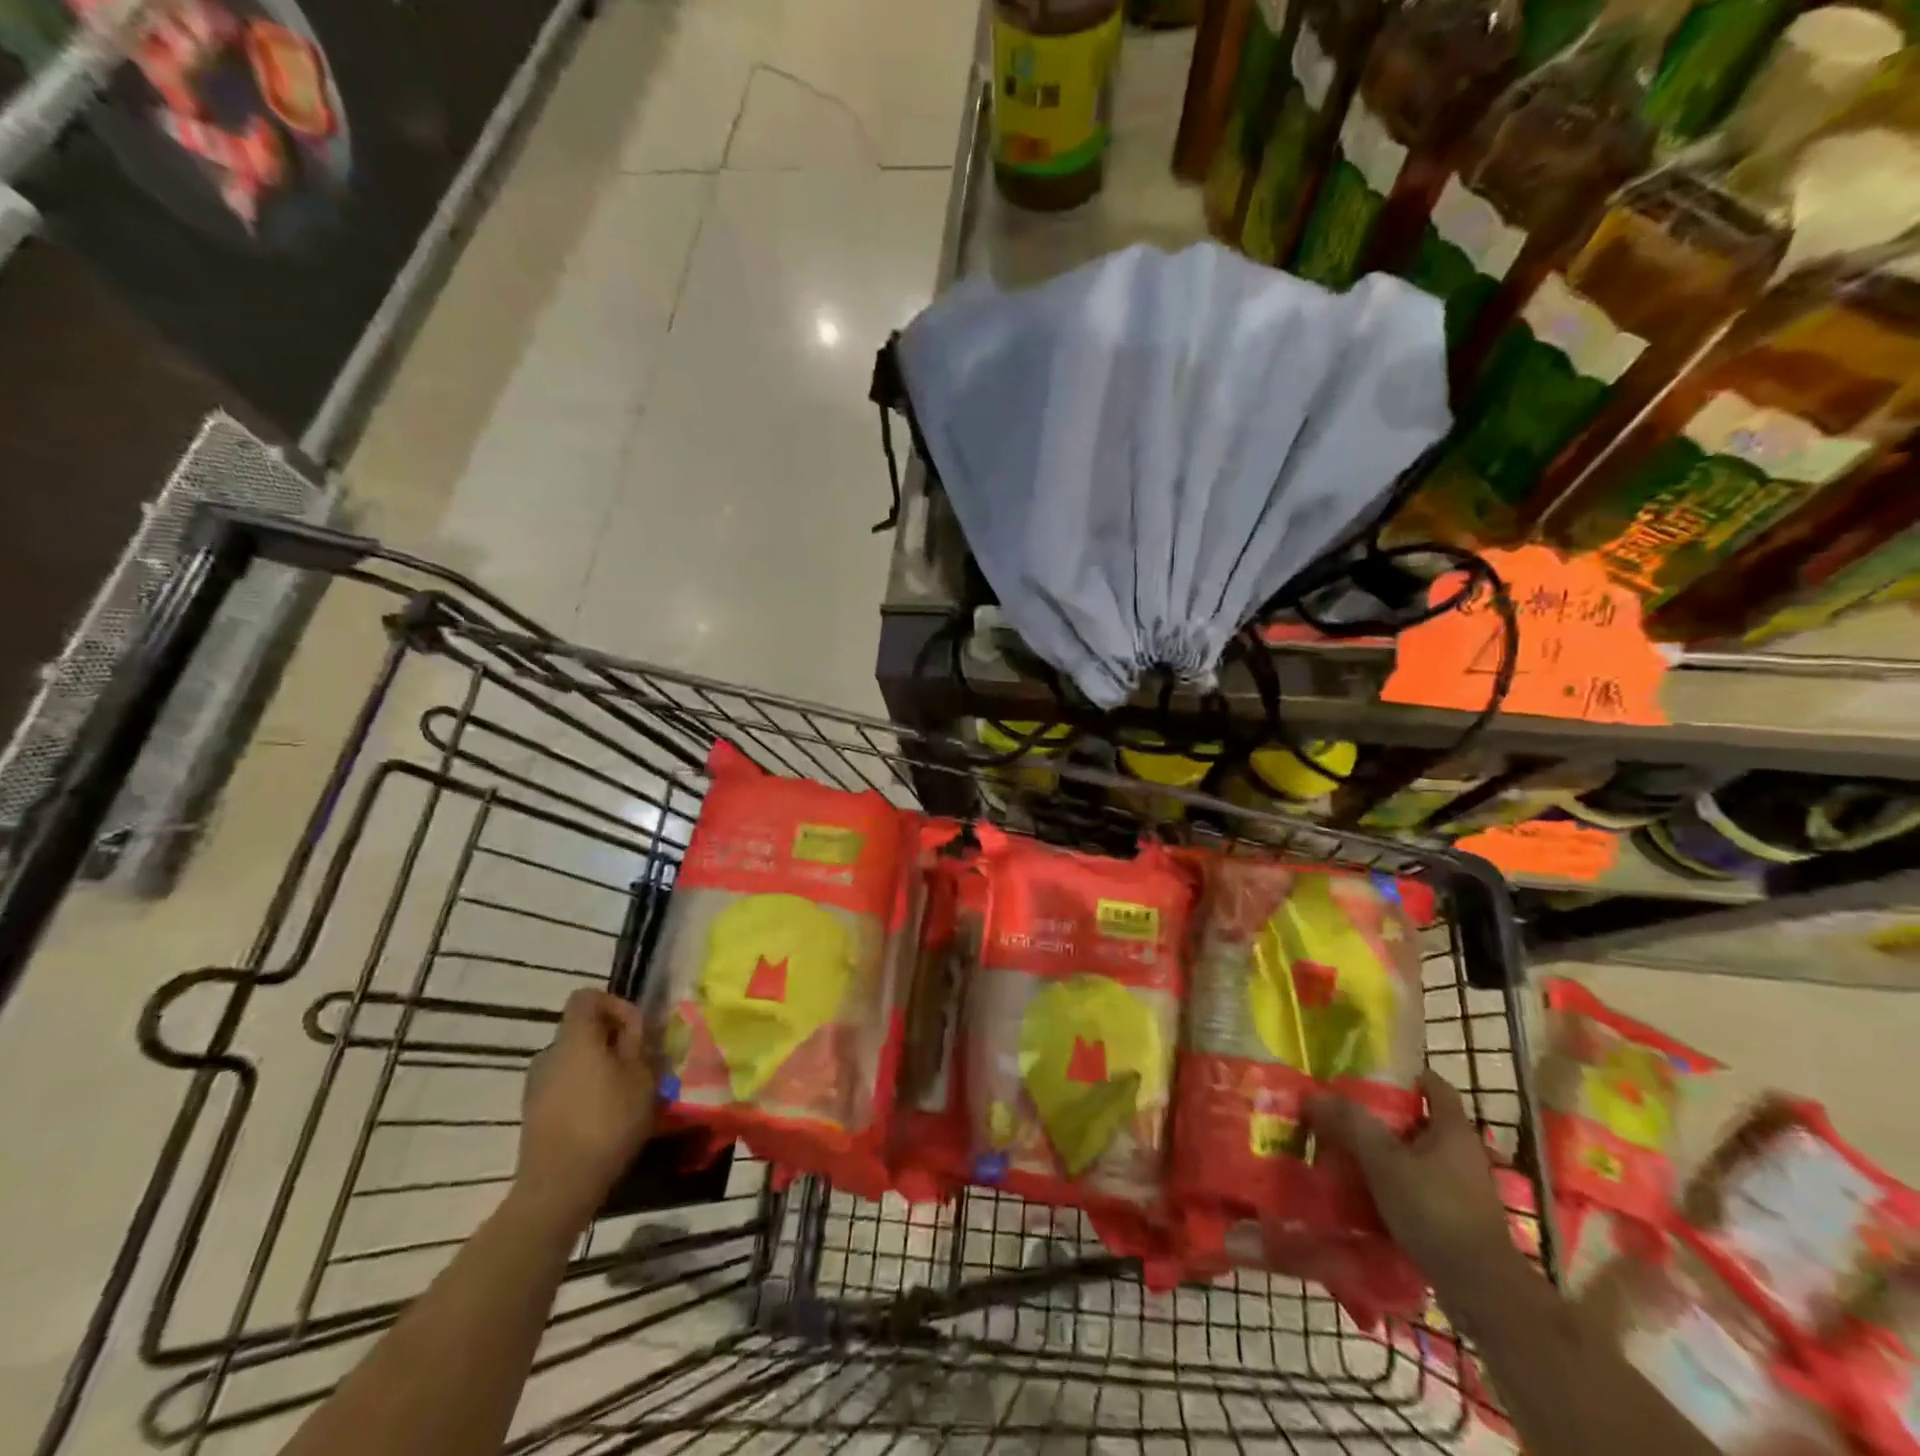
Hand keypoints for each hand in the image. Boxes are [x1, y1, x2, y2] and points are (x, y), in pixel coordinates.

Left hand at [516, 989, 656, 1229]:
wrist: (558, 1187)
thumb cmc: (607, 1122)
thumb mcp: (641, 1077)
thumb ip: (637, 1044)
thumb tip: (630, 1030)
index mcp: (575, 1038)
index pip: (587, 997)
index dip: (615, 1004)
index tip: (636, 1031)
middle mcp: (549, 1054)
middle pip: (582, 1031)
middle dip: (612, 1041)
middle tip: (639, 1065)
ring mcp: (536, 1086)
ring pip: (574, 1061)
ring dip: (599, 1068)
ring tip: (625, 1094)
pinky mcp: (533, 1115)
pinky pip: (565, 1087)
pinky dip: (585, 1092)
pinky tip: (604, 1118)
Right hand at [1309, 1070, 1515, 1297]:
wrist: (1482, 1290)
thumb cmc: (1435, 1210)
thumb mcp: (1383, 1161)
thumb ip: (1350, 1125)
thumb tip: (1315, 1096)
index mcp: (1453, 1130)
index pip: (1434, 1086)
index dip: (1407, 1076)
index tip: (1372, 1077)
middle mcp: (1465, 1155)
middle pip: (1422, 1124)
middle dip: (1386, 1120)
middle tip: (1346, 1117)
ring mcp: (1466, 1191)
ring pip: (1419, 1160)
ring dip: (1389, 1157)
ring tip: (1349, 1157)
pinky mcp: (1460, 1222)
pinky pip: (1421, 1192)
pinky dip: (1397, 1189)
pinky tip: (1368, 1197)